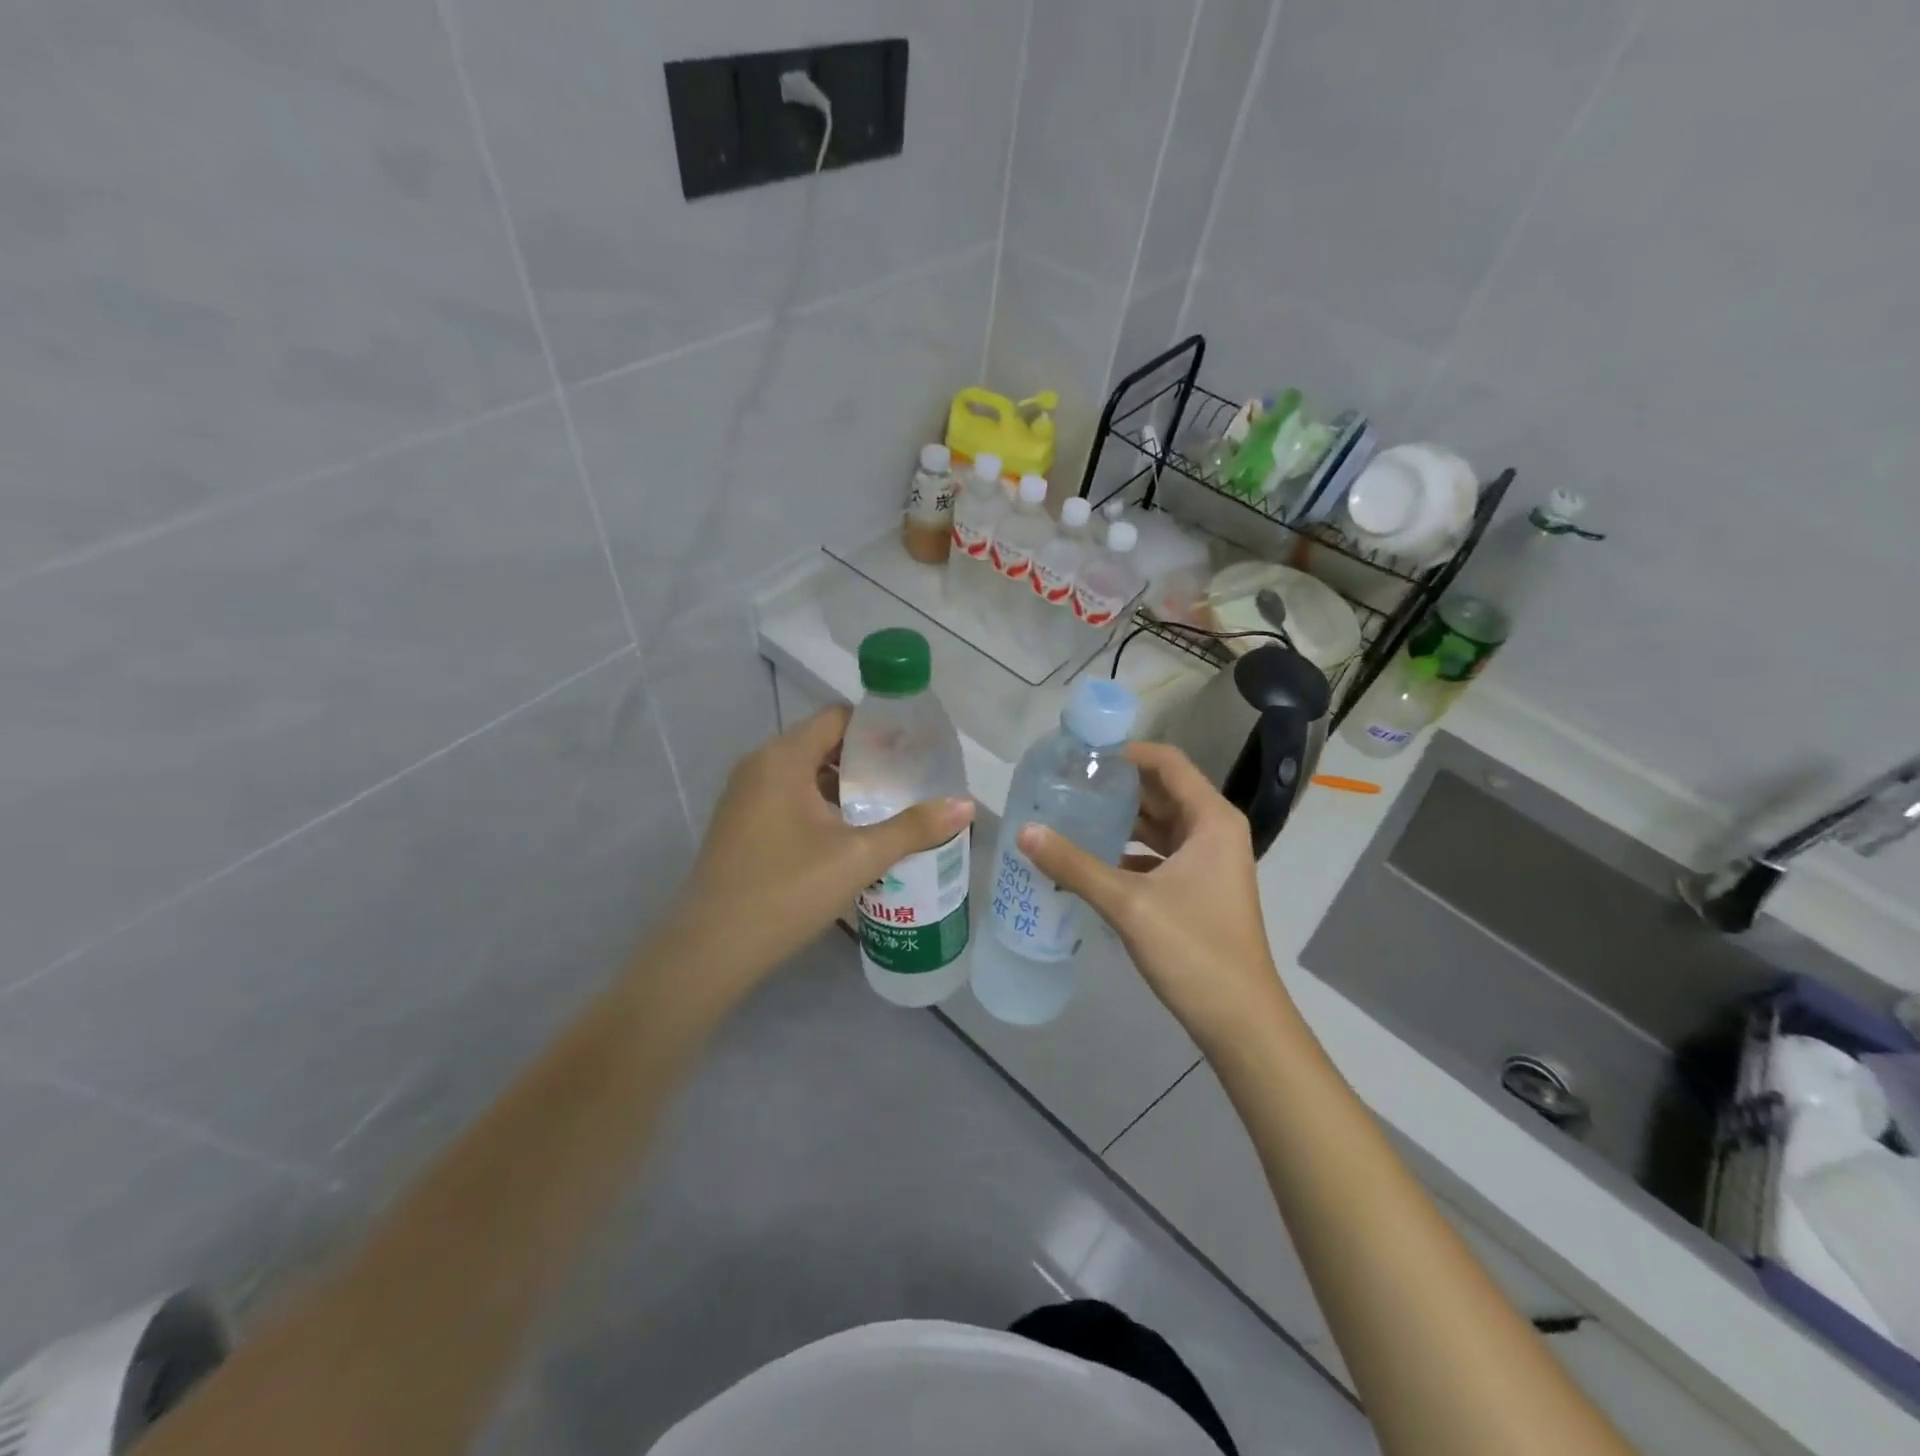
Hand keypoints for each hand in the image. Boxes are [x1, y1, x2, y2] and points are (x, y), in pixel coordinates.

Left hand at [667, 706, 973, 997]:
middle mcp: (758, 765)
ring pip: (804, 773)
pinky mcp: (739, 825)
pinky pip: (787, 797)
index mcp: (783, 758)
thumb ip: (914, 828)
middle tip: (909, 781)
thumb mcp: (858, 858)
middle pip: (822, 743)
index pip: (837, 718)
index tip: (914, 749)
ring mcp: (744, 796)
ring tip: (886, 808)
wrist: (710, 950)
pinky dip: (819, 805)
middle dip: (866, 760)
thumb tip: (968, 805)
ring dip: (843, 786)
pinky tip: (847, 836)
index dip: (878, 727)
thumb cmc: (786, 891)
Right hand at [1017, 742, 1286, 1046]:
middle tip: (1064, 784)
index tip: (1079, 757)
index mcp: (1211, 819)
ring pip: (1158, 824)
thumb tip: (1025, 831)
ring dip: (1119, 818)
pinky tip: (1090, 858)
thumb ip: (1074, 865)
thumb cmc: (1193, 950)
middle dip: (1116, 785)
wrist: (1239, 1020)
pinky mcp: (1198, 887)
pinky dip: (1127, 850)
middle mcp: (1214, 831)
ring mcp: (1208, 860)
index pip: (1166, 762)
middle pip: (1161, 790)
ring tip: (1070, 813)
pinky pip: (1158, 853)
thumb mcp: (1128, 903)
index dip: (1124, 752)